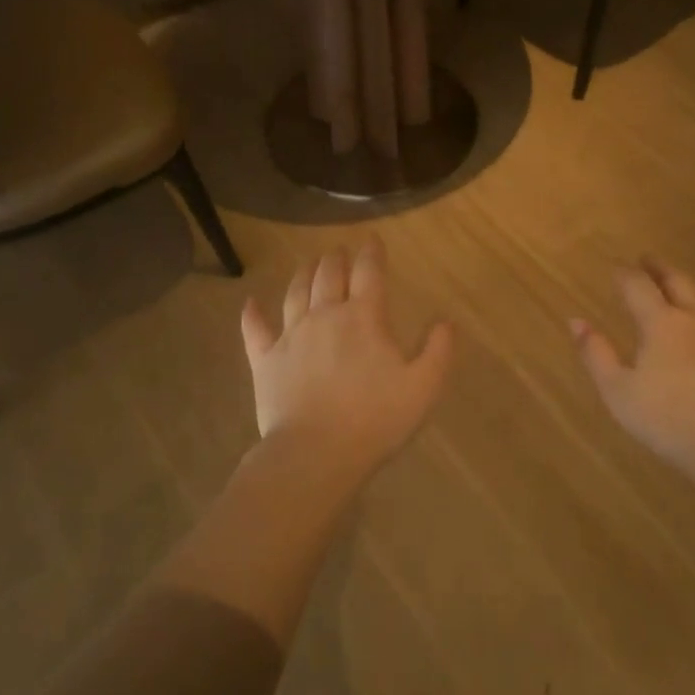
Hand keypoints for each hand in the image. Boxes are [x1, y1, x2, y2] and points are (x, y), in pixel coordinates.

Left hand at [240, 237, 454, 479]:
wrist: (316, 453)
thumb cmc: (376, 419)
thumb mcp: (424, 387)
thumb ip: (438, 351)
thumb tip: (444, 321)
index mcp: (364, 317)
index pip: (369, 273)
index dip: (372, 253)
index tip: (373, 240)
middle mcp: (324, 316)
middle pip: (328, 275)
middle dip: (336, 258)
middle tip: (340, 251)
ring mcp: (290, 336)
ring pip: (295, 293)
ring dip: (303, 274)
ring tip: (309, 264)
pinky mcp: (265, 361)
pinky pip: (255, 330)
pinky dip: (252, 314)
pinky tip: (250, 303)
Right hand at [572, 258, 694, 486]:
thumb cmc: (667, 419)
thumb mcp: (618, 391)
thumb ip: (595, 353)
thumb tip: (575, 320)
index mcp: (660, 322)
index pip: (638, 286)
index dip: (624, 274)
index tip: (614, 268)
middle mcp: (694, 318)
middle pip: (677, 281)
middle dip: (659, 268)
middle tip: (647, 259)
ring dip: (688, 283)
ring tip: (679, 281)